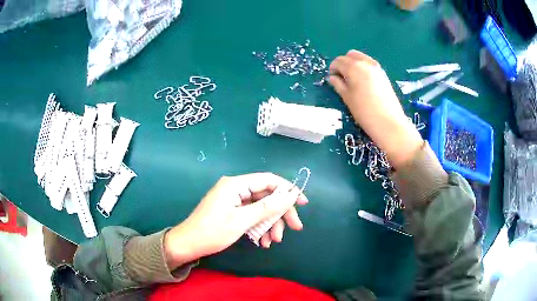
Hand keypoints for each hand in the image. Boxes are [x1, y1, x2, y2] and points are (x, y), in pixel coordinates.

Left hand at [164, 173, 307, 268]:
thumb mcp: (242, 220)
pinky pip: (251, 215)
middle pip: (266, 196)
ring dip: (270, 224)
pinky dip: (259, 227)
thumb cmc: (212, 232)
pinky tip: (262, 241)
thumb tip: (290, 196)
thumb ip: (267, 207)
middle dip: (280, 213)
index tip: (303, 203)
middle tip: (294, 228)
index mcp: (236, 184)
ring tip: (273, 241)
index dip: (288, 190)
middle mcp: (236, 188)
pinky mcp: (232, 210)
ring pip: (260, 208)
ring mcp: (233, 200)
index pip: (268, 180)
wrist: (188, 244)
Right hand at [329, 50, 422, 168]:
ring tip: (352, 79)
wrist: (389, 122)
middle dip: (343, 63)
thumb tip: (332, 77)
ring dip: (353, 63)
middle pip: (349, 55)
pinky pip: (369, 63)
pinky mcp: (383, 73)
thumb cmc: (364, 111)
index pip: (338, 61)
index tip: (332, 79)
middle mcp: (365, 63)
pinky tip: (363, 81)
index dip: (333, 69)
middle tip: (341, 78)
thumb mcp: (347, 98)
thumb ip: (338, 84)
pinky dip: (362, 67)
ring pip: (360, 57)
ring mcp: (376, 67)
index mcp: (353, 67)